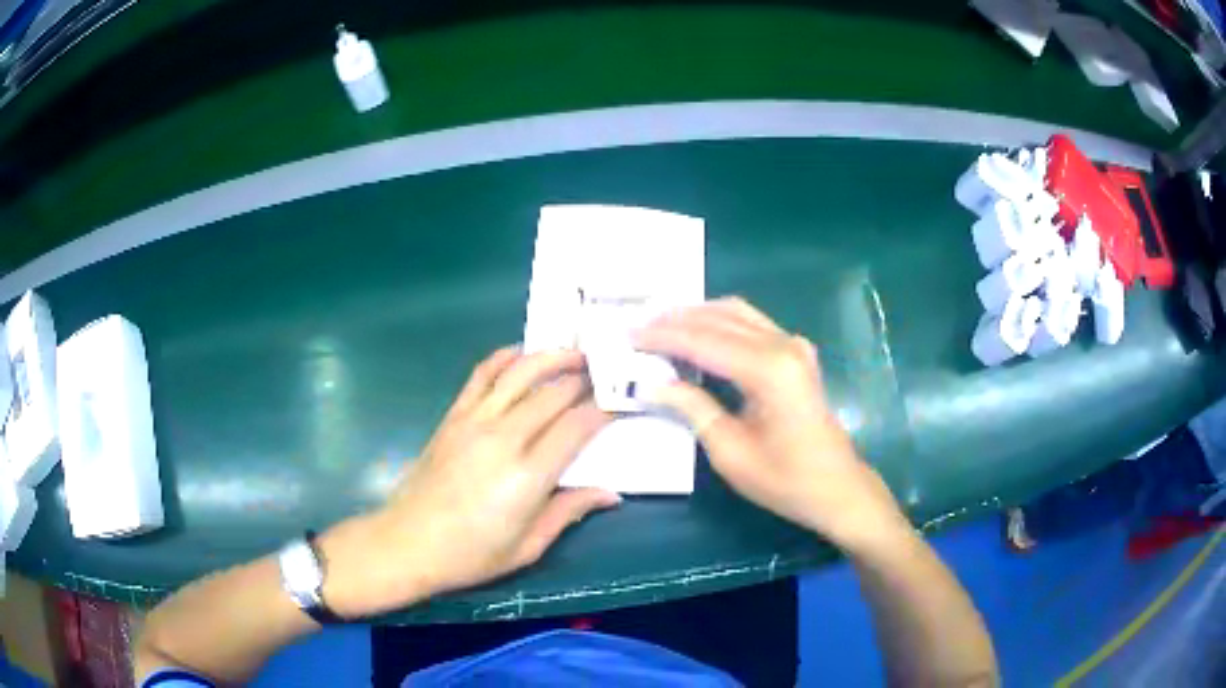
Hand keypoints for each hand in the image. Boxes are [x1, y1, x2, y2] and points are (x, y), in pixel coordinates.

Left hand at [320, 348, 617, 617]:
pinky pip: (482, 374)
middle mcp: (503, 438)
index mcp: (527, 476)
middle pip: (553, 394)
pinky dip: (505, 357)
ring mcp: (474, 421)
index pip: (576, 427)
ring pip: (520, 373)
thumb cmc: (470, 554)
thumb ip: (570, 511)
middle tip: (607, 372)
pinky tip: (523, 353)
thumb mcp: (528, 546)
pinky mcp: (453, 415)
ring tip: (576, 353)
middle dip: (585, 379)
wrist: (407, 543)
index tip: (621, 400)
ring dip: (551, 357)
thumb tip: (611, 493)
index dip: (604, 409)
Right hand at [634, 298, 909, 551]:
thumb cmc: (784, 480)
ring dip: (697, 315)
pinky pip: (752, 323)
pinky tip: (699, 333)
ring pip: (737, 313)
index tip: (627, 336)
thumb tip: (650, 383)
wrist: (837, 488)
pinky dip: (720, 322)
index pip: (703, 341)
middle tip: (637, 326)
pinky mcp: (797, 353)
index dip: (662, 337)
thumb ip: (692, 407)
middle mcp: (783, 345)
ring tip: (660, 325)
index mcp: (768, 369)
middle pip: (719, 319)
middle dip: (675, 320)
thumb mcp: (730, 451)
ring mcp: (794, 345)